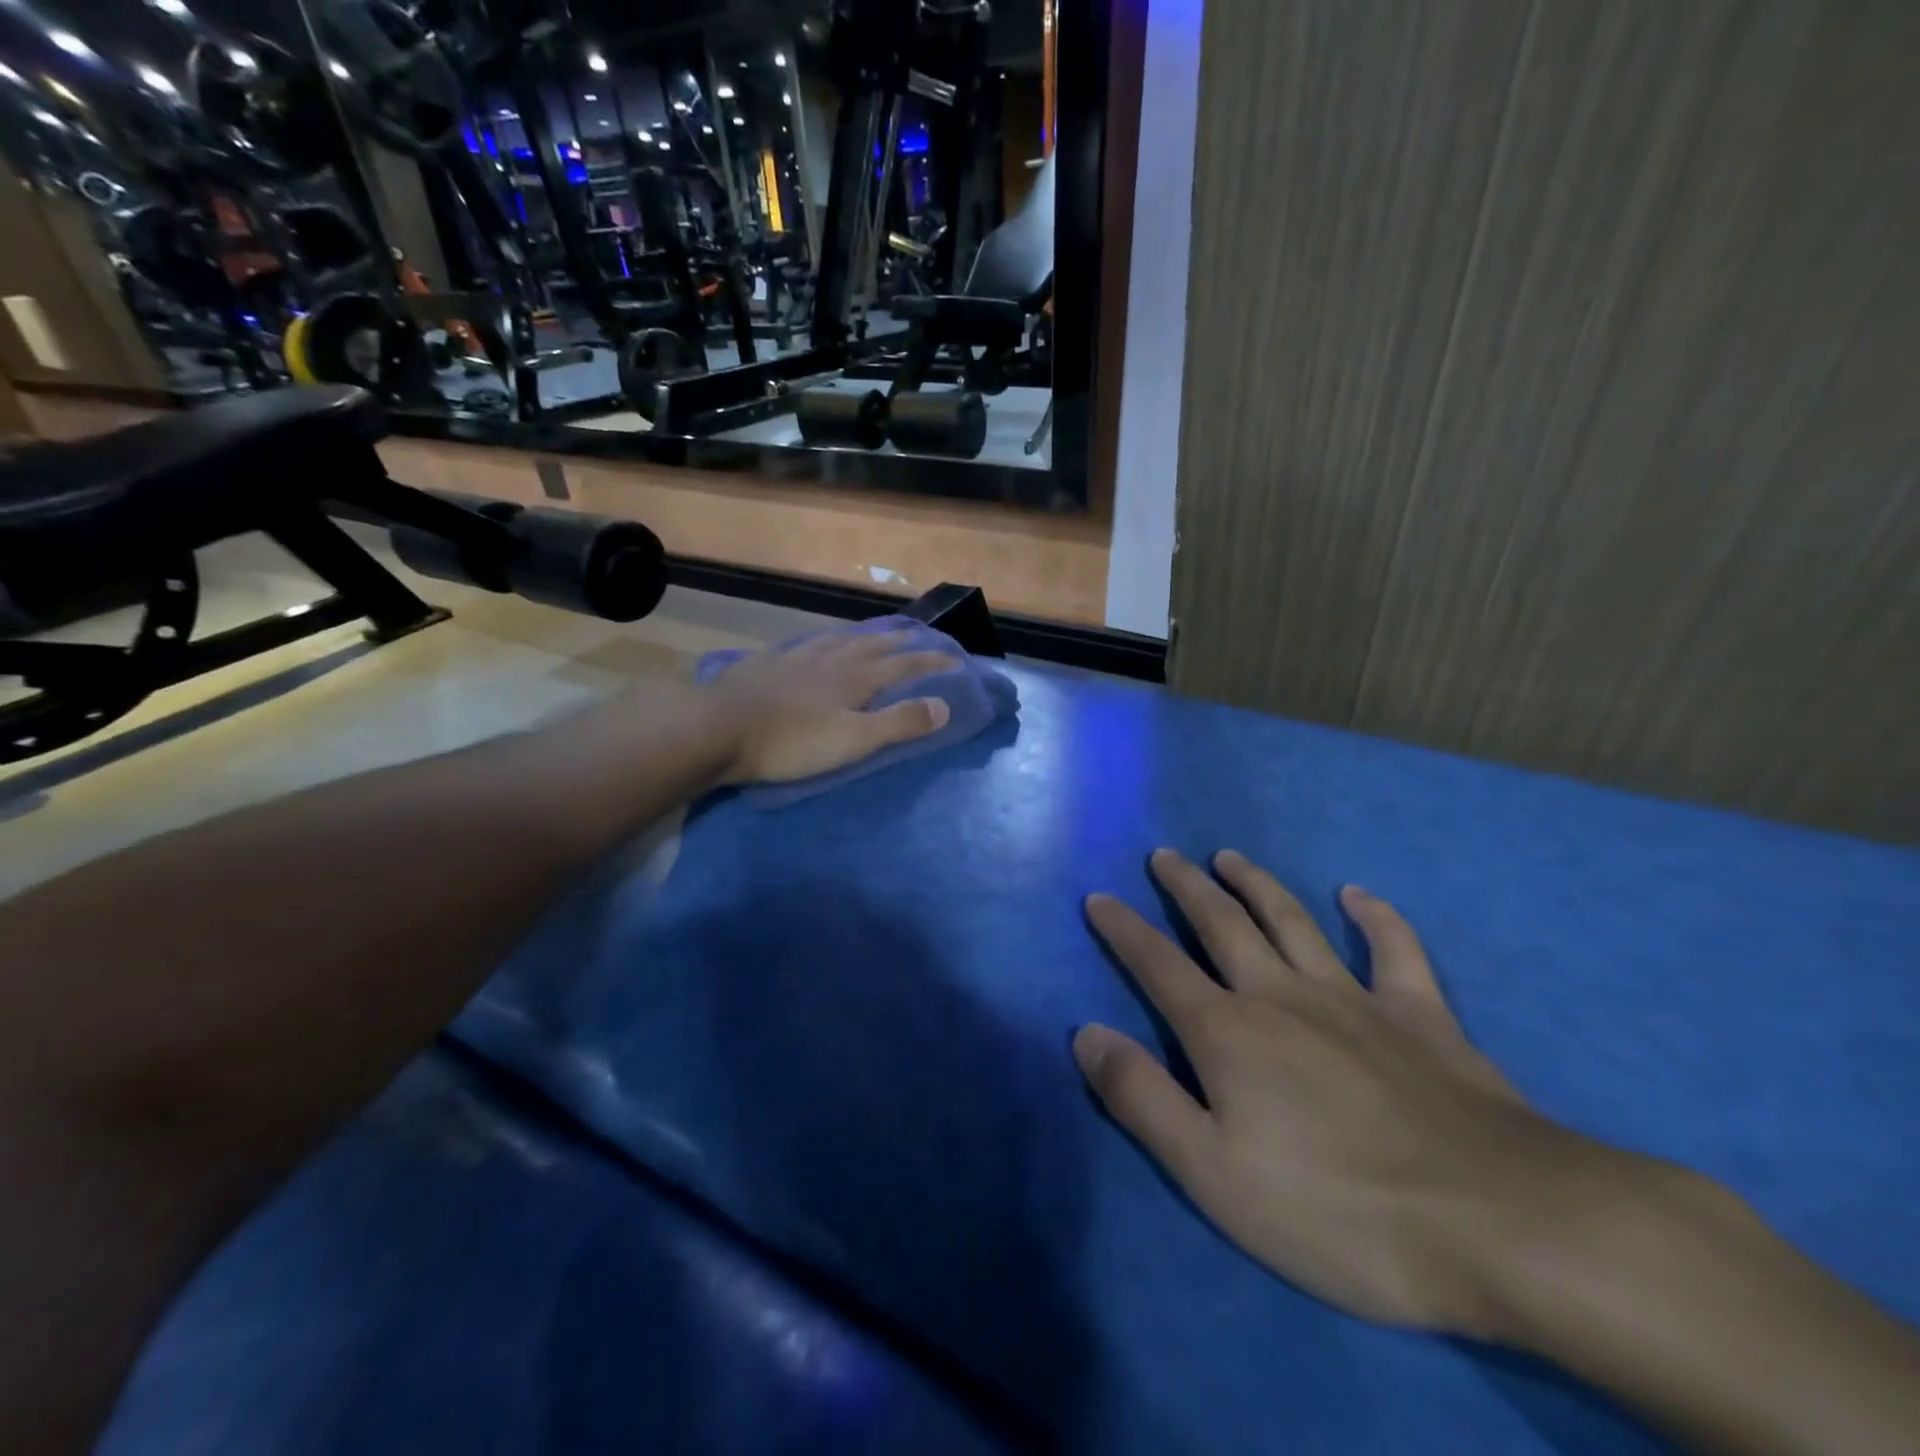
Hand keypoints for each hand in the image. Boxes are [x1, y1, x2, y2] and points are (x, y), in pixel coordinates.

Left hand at [704, 629, 957, 784]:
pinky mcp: (765, 664)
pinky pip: (802, 645)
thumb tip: (945, 705)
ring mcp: (795, 658)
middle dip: (901, 640)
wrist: (717, 729)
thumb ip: (899, 723)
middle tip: (920, 633)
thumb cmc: (791, 742)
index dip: (932, 661)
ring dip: (863, 635)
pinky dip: (820, 641)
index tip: (957, 657)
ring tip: (875, 632)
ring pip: (838, 640)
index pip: (904, 666)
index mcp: (855, 679)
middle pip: (873, 645)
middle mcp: (830, 660)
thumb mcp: (854, 740)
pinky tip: (813, 643)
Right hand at [1076, 849, 1608, 1335]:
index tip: (1098, 898)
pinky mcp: (1421, 1015)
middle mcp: (1282, 996)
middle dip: (1186, 888)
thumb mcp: (1213, 1173)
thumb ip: (1143, 1098)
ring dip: (1257, 884)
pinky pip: (1396, 951)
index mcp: (1229, 1033)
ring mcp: (1354, 999)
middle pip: (1223, 925)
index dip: (1123, 930)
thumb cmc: (1338, 1210)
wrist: (1497, 1224)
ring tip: (1229, 856)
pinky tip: (1359, 895)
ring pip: (1292, 922)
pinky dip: (1376, 918)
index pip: (1158, 966)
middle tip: (1163, 856)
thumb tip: (1086, 1034)